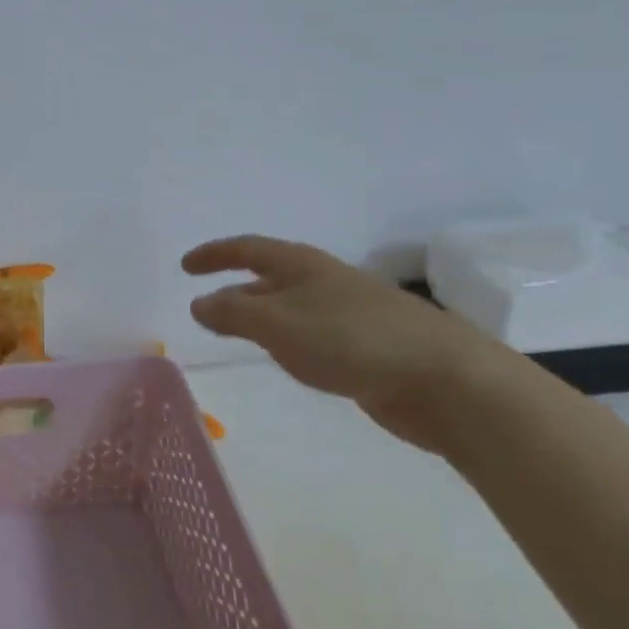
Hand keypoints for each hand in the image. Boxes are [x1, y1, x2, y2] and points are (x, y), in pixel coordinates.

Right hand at [183, 234, 516, 441]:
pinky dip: (285, 340)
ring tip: (235, 334)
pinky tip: (285, 358)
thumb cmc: (352, 340)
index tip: (185, 266)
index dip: (214, 255)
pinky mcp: (363, 346)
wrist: (443, 378)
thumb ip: (233, 315)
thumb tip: (199, 304)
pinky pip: (309, 334)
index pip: (247, 250)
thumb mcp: (279, 325)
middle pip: (268, 277)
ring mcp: (346, 313)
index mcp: (302, 266)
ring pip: (289, 308)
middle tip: (204, 308)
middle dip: (234, 289)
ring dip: (259, 317)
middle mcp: (322, 282)